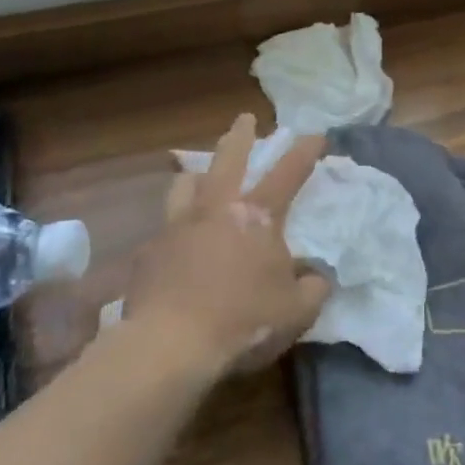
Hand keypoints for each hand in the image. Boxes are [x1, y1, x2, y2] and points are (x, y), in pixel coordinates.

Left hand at [121, 114, 331, 378]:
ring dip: (196, 176)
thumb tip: (316, 277)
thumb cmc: (243, 321)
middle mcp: (216, 209)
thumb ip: (313, 288)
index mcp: (257, 216)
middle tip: (244, 119)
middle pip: (228, 158)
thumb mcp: (296, 311)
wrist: (170, 345)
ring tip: (198, 176)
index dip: (304, 151)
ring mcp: (177, 228)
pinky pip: (163, 232)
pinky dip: (173, 232)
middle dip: (240, 135)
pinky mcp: (148, 254)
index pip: (288, 173)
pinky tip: (174, 248)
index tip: (315, 134)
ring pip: (185, 184)